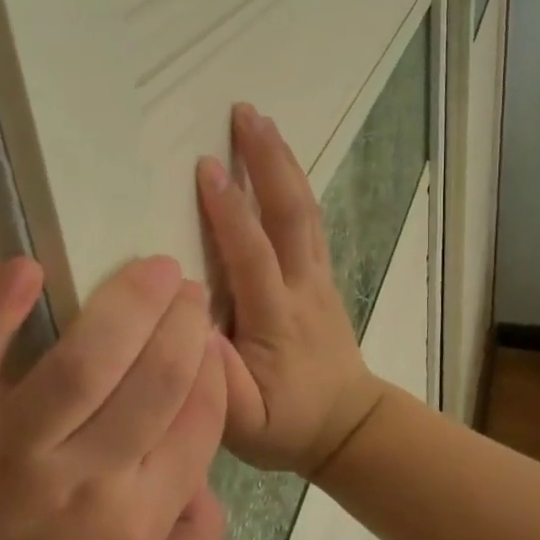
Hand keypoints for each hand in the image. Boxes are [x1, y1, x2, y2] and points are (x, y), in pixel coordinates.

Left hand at [0, 256, 226, 539]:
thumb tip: (209, 473)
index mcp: (136, 522)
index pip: (197, 422)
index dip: (211, 368)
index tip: (208, 336)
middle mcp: (83, 479)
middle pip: (154, 380)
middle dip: (183, 323)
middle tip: (188, 287)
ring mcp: (11, 444)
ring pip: (84, 361)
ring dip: (128, 303)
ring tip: (153, 268)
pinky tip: (27, 268)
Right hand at [196, 103, 386, 477]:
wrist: (348, 426)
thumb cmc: (287, 424)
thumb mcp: (243, 424)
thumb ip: (217, 384)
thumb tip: (191, 330)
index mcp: (276, 319)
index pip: (252, 255)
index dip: (229, 211)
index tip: (205, 166)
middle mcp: (302, 287)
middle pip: (289, 214)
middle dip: (268, 161)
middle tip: (244, 112)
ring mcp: (318, 277)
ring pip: (303, 210)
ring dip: (283, 162)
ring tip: (260, 119)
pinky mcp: (322, 276)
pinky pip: (308, 220)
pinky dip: (293, 182)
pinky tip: (279, 159)